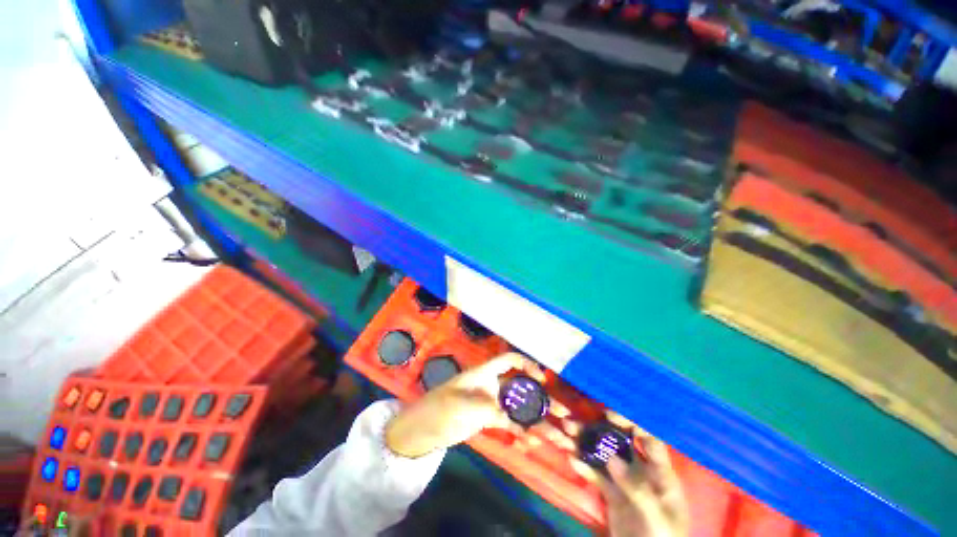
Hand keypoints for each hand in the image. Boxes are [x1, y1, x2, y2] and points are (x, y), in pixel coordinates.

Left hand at [385, 352, 565, 456]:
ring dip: (537, 421)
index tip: (542, 380)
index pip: (509, 361)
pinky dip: (522, 430)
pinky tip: (533, 443)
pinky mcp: (489, 419)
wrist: (423, 428)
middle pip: (521, 388)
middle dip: (542, 399)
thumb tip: (512, 416)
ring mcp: (492, 403)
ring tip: (558, 437)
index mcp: (485, 373)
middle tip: (563, 414)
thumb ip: (487, 407)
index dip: (526, 365)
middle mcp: (492, 385)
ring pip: (519, 408)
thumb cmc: (439, 408)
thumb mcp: (460, 405)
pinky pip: (511, 423)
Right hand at [570, 413, 688, 536]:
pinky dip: (584, 467)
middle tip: (577, 420)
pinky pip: (596, 476)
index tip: (609, 414)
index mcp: (661, 474)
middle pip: (620, 443)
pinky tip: (572, 459)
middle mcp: (641, 472)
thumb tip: (612, 458)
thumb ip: (637, 489)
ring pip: (604, 456)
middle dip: (599, 429)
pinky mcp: (611, 495)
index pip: (649, 440)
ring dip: (586, 444)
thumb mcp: (656, 518)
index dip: (632, 423)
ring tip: (567, 432)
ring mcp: (625, 482)